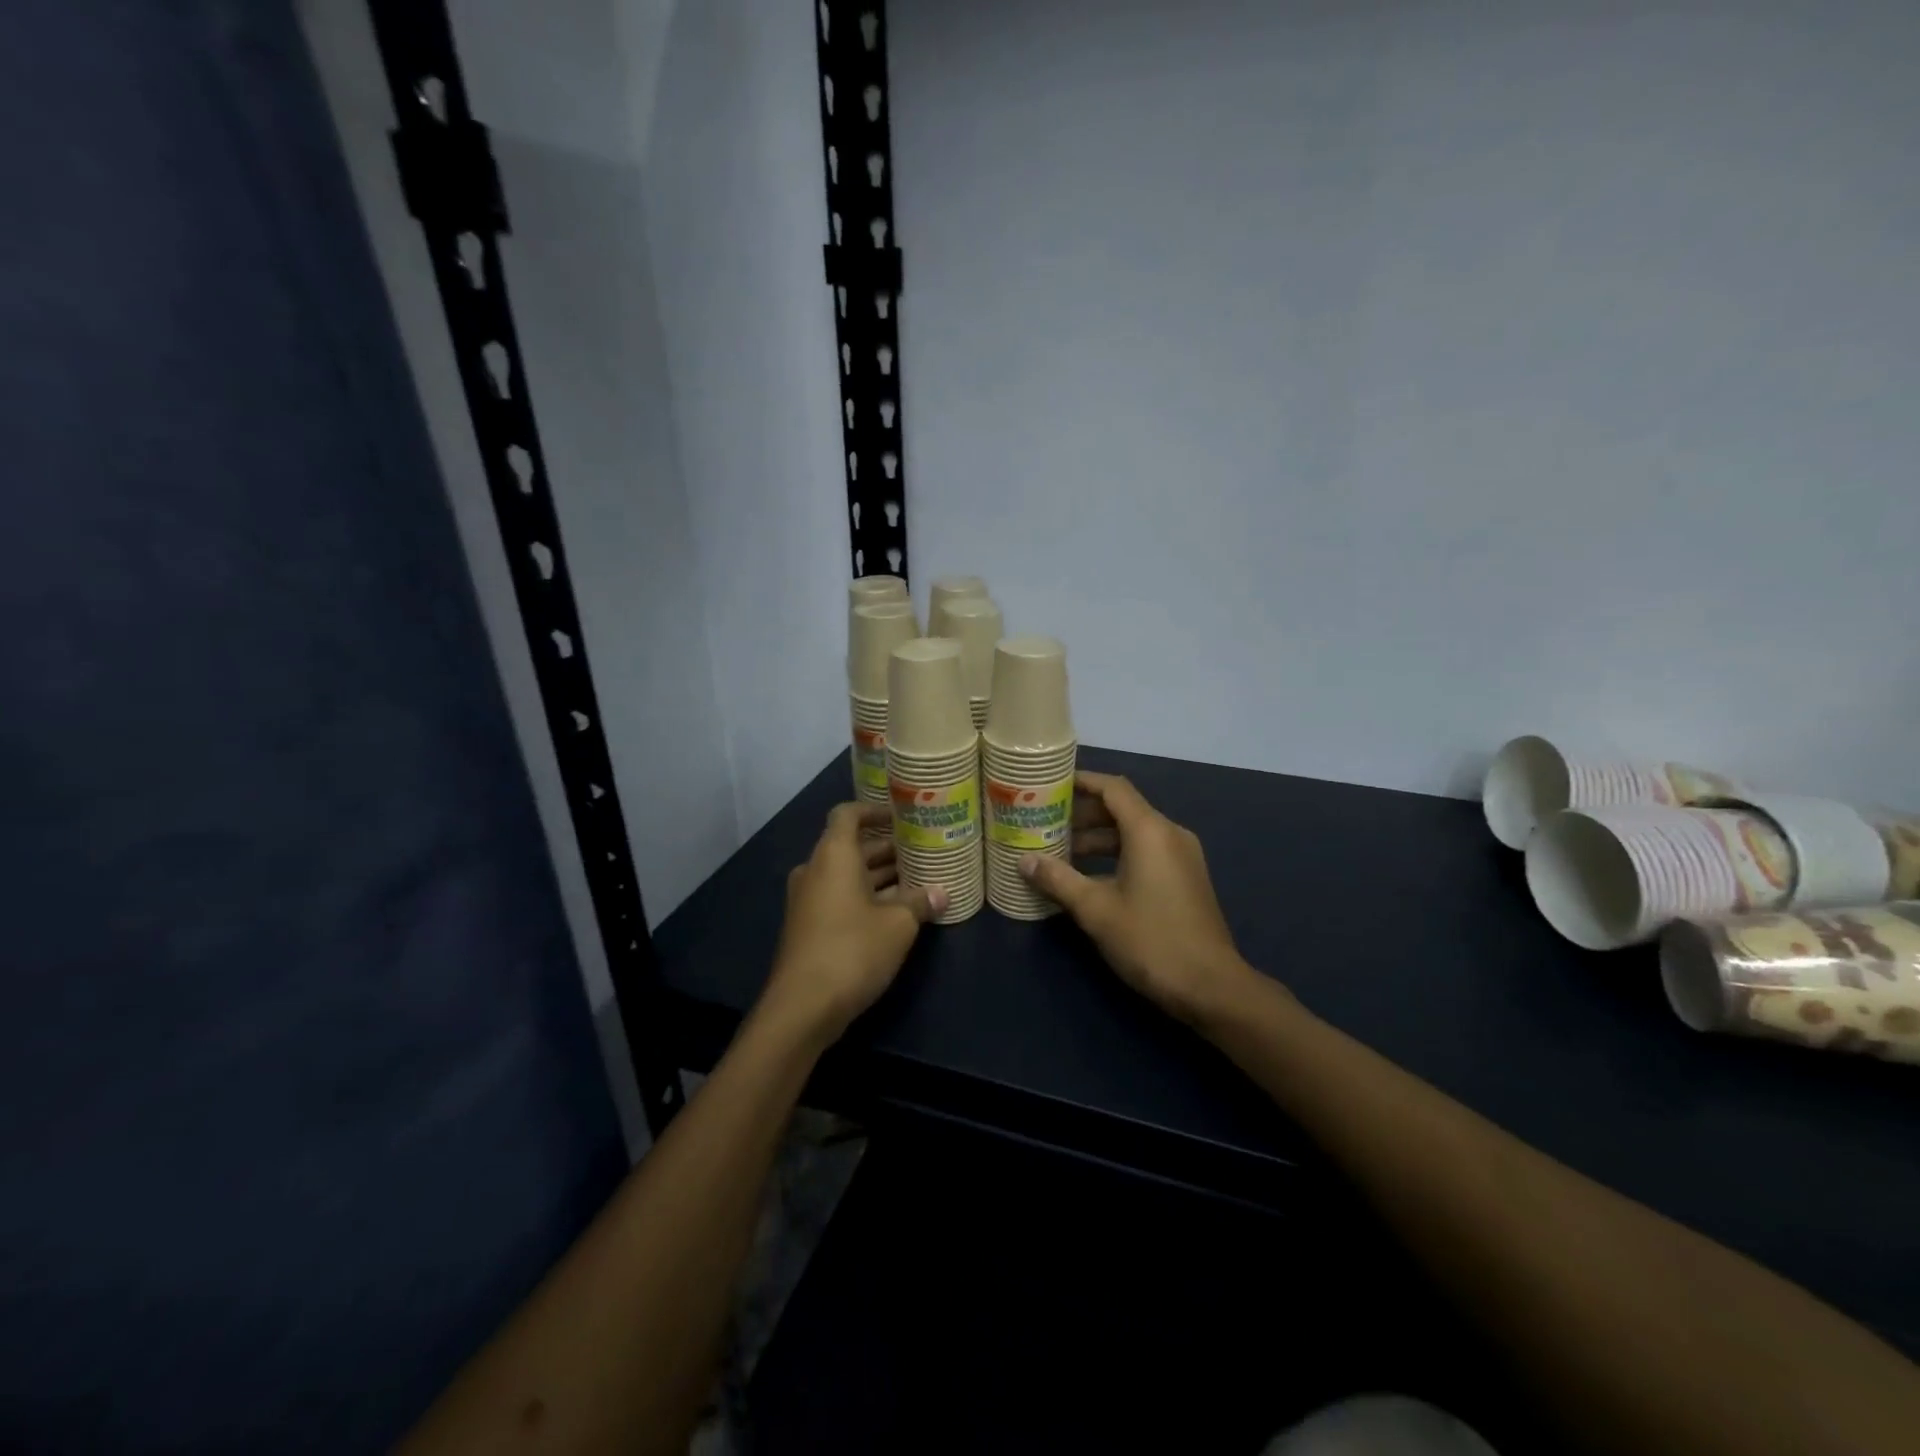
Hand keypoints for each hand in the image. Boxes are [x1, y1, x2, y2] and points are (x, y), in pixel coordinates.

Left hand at [762, 803, 945, 1045]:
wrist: (802, 1007)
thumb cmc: (852, 950)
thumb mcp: (898, 925)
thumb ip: (920, 902)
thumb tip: (941, 893)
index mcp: (833, 856)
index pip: (848, 814)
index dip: (874, 811)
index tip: (902, 816)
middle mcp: (816, 870)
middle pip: (851, 846)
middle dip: (886, 848)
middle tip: (922, 851)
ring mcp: (808, 900)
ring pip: (847, 875)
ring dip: (879, 876)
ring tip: (918, 880)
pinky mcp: (809, 926)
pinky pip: (840, 897)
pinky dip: (866, 897)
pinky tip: (897, 912)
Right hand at [1021, 772, 1255, 1024]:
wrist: (1211, 987)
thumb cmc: (1151, 940)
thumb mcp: (1096, 910)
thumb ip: (1058, 880)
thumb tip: (1024, 861)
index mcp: (1150, 831)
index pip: (1113, 788)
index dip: (1081, 782)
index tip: (1050, 785)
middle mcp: (1169, 834)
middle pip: (1122, 809)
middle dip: (1083, 814)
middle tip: (1045, 822)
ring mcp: (1182, 857)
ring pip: (1133, 833)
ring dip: (1097, 838)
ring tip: (1059, 851)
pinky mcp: (1185, 878)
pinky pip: (1146, 852)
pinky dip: (1116, 855)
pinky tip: (1089, 877)